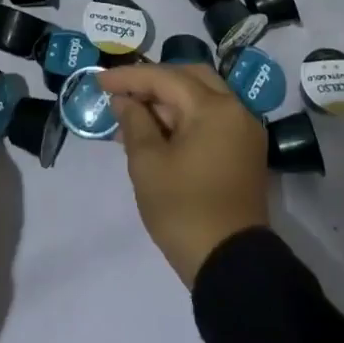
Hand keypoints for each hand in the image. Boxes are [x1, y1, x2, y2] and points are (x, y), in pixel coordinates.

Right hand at [100, 63, 269, 285]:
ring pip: (201, 98)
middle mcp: (236, 110)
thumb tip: (124, 100)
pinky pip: (210, 120)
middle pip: (189, 79)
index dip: (129, 77)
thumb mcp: (147, 163)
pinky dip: (183, 119)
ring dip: (167, 102)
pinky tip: (155, 133)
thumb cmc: (184, 209)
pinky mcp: (244, 153)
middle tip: (122, 93)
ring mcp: (243, 132)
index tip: (99, 82)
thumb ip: (134, 122)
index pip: (165, 78)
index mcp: (214, 108)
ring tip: (131, 117)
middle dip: (153, 82)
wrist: (230, 265)